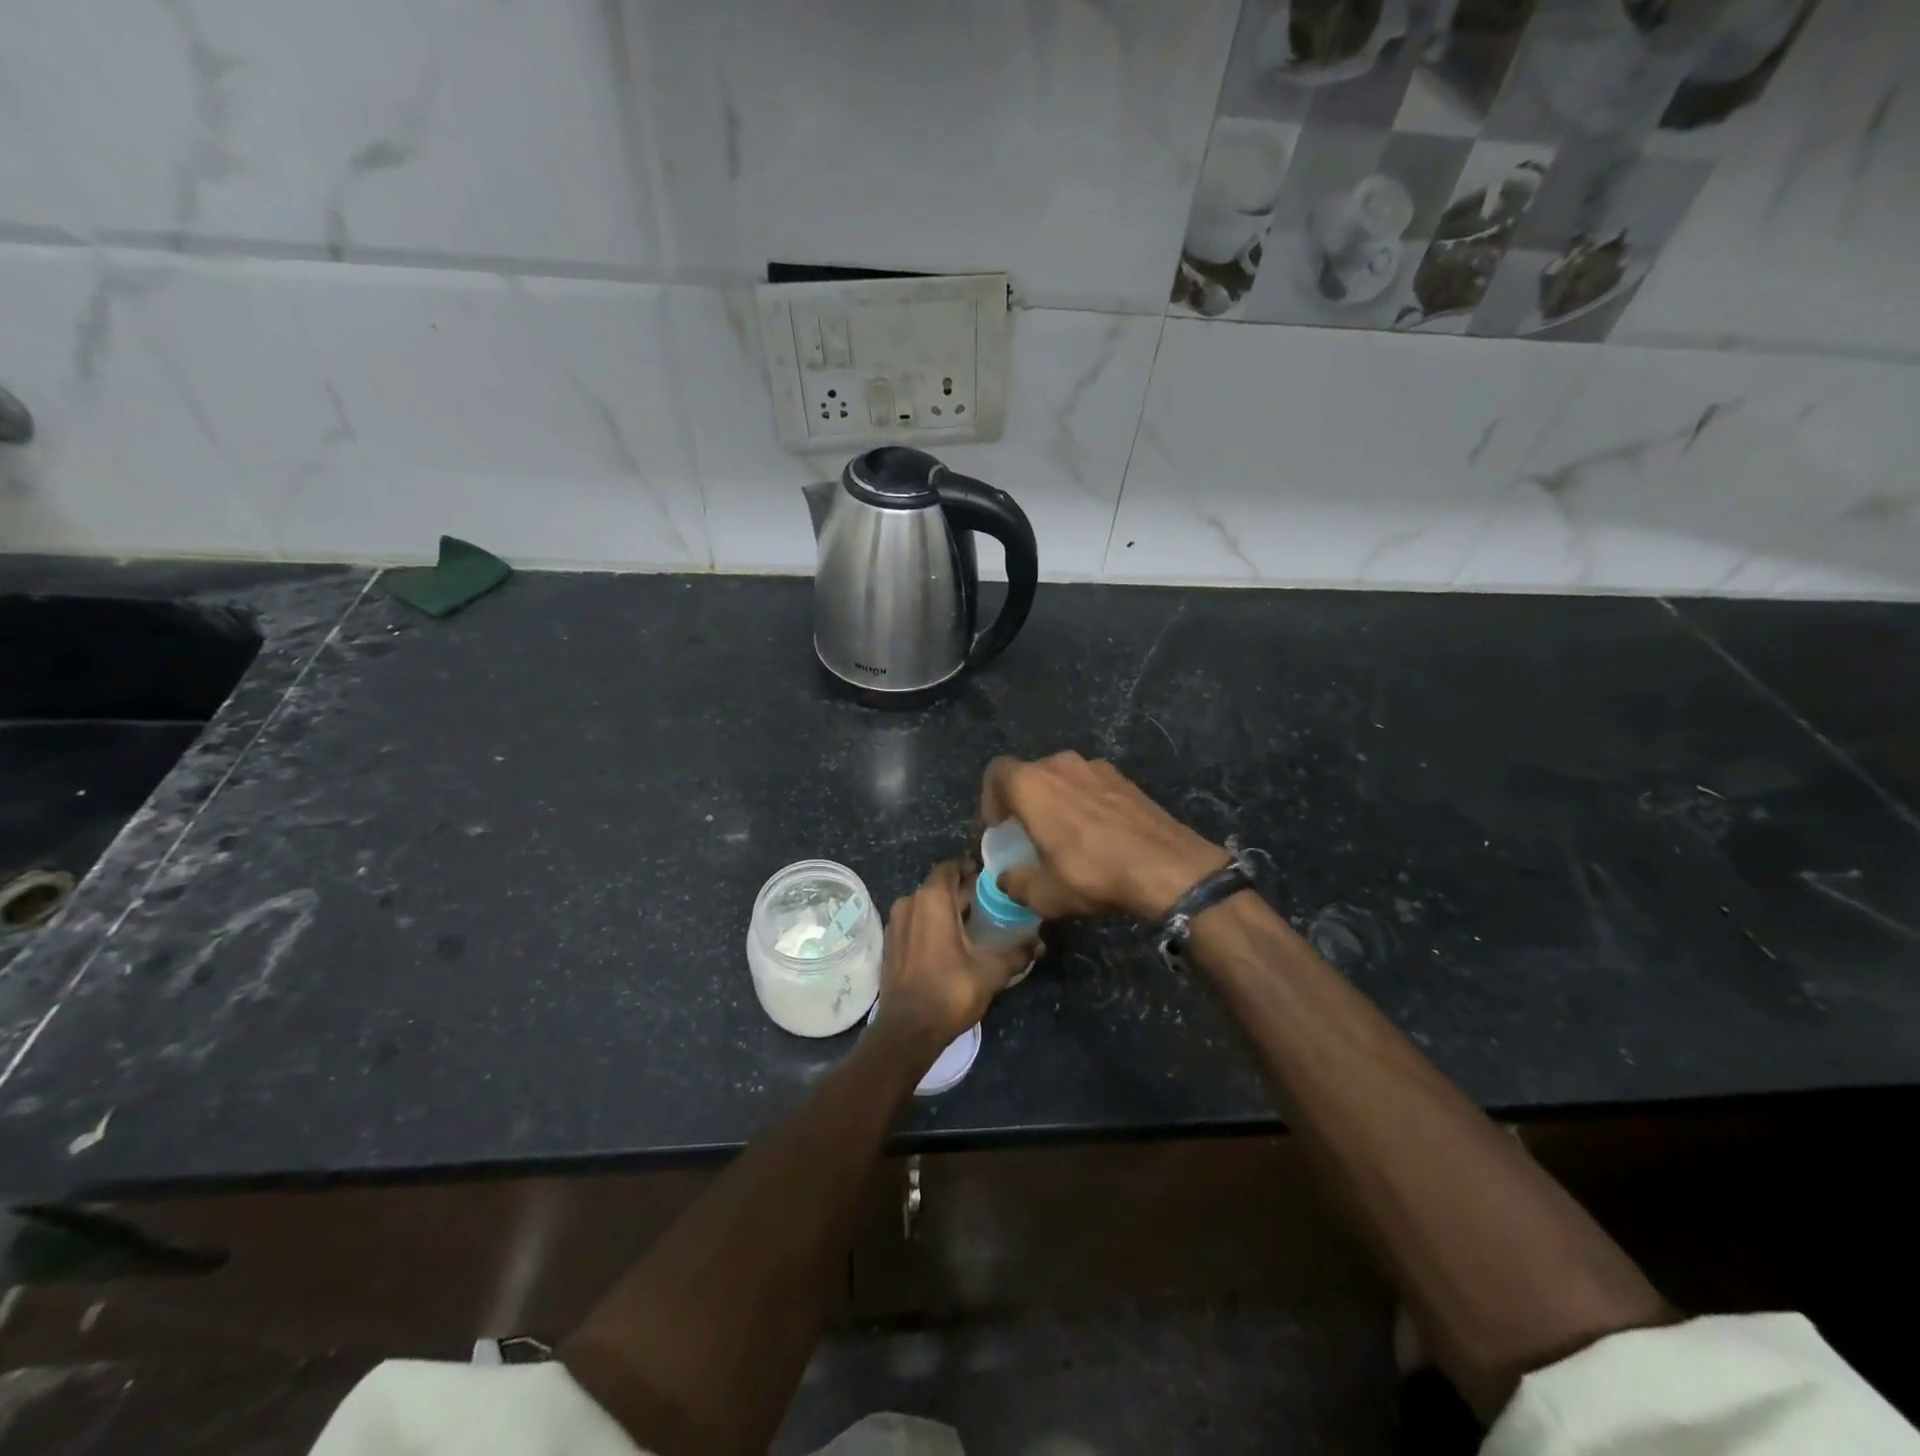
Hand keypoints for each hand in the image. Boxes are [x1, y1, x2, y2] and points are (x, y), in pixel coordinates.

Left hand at [872, 861, 1033, 1054]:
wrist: (907, 1030)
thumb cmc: (950, 991)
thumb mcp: (991, 972)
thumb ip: (1017, 953)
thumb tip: (1039, 944)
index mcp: (932, 900)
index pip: (950, 868)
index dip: (969, 870)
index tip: (988, 880)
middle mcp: (909, 903)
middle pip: (937, 886)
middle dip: (961, 891)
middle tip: (987, 903)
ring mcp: (895, 924)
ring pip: (924, 904)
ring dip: (945, 908)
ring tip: (971, 922)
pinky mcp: (890, 944)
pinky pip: (914, 921)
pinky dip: (930, 924)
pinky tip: (949, 941)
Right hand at [980, 752, 1227, 921]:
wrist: (1166, 866)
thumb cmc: (1092, 874)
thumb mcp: (1044, 893)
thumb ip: (1015, 883)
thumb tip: (1006, 878)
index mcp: (1032, 784)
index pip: (996, 773)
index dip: (990, 799)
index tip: (999, 828)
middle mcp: (1061, 764)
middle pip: (1030, 774)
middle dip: (1023, 801)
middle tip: (1029, 835)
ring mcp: (1096, 767)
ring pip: (1063, 778)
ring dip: (1056, 801)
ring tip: (1065, 835)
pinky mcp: (1125, 778)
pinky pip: (1090, 784)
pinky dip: (1084, 803)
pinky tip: (1098, 834)